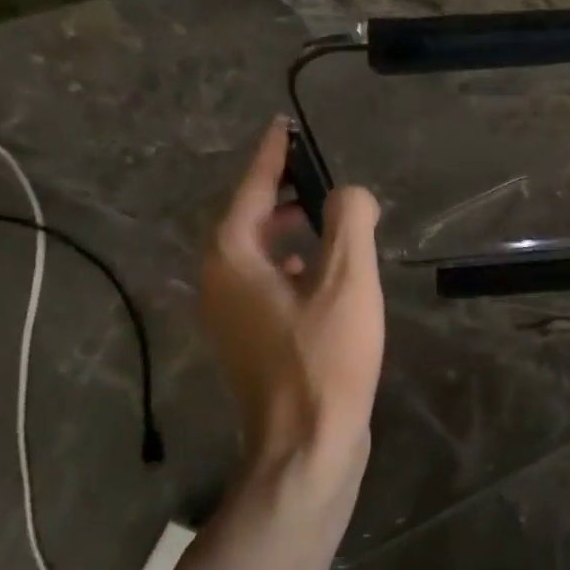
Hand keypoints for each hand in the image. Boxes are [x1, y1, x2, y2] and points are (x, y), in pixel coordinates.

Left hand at [201, 117, 383, 505]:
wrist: (307, 444)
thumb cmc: (326, 360)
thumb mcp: (348, 283)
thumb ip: (350, 223)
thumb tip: (350, 192)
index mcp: (233, 260)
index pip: (248, 190)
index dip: (271, 156)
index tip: (284, 125)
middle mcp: (219, 283)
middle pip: (244, 221)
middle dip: (277, 193)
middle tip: (313, 173)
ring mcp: (230, 317)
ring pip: (254, 256)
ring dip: (285, 231)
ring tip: (323, 218)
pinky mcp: (250, 342)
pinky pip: (264, 285)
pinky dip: (290, 266)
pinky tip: (322, 274)